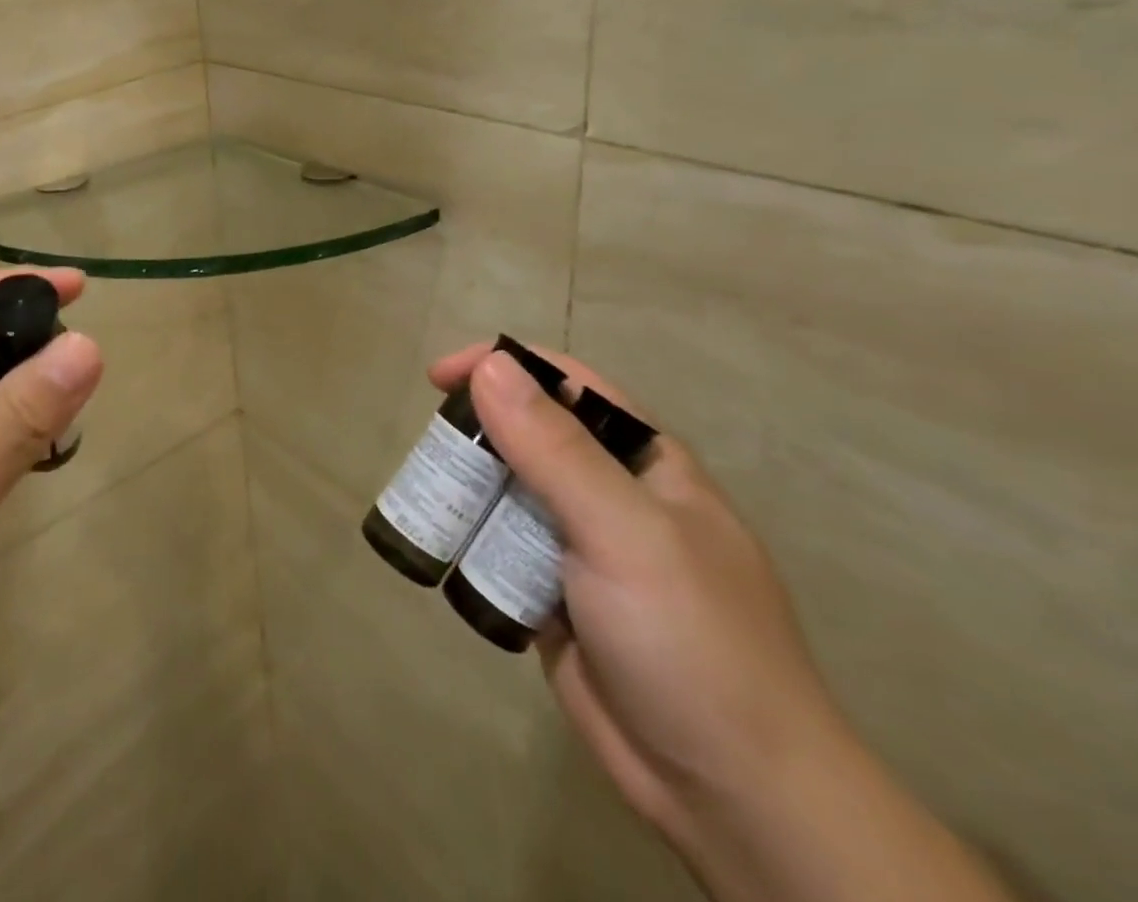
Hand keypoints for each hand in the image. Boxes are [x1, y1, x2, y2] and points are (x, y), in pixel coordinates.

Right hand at [429, 344, 844, 843]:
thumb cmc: (691, 641)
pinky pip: (500, 546)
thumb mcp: (624, 531)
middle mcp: (611, 494)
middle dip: (477, 433)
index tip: (439, 378)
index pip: (567, 385)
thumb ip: (555, 448)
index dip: (503, 366)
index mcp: (644, 462)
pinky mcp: (554, 594)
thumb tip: (491, 365)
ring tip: (430, 501)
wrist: (734, 798)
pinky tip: (445, 549)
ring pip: (508, 490)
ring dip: (468, 488)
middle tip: (431, 452)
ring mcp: (582, 546)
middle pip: (528, 434)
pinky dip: (471, 540)